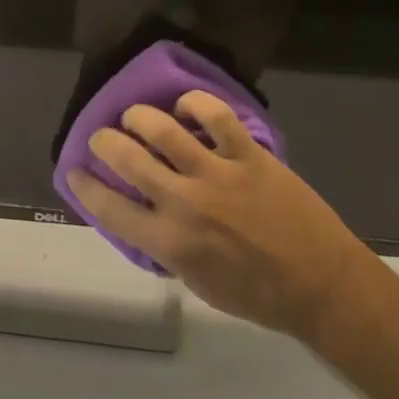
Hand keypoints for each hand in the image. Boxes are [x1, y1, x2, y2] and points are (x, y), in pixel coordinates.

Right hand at [65, 91, 382, 346]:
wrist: (324, 288)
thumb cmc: (258, 295)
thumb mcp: (197, 282)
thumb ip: (164, 247)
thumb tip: (142, 216)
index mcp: (170, 242)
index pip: (108, 207)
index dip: (84, 185)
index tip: (74, 171)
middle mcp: (185, 203)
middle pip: (125, 156)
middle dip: (103, 141)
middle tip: (103, 137)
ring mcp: (217, 174)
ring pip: (161, 127)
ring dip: (139, 116)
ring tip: (137, 117)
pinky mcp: (249, 156)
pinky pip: (215, 115)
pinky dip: (195, 104)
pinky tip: (187, 108)